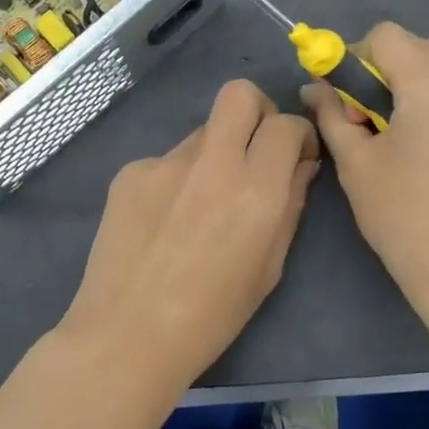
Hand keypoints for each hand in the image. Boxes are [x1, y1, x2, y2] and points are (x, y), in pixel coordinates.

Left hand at [63, 80, 319, 390]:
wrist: (127, 335)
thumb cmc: (212, 315)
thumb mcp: (269, 266)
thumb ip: (290, 205)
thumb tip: (301, 166)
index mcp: (256, 189)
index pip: (286, 124)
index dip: (298, 134)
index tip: (296, 156)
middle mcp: (213, 162)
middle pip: (240, 93)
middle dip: (258, 111)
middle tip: (256, 148)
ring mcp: (165, 162)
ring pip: (203, 131)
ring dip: (216, 153)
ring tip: (202, 205)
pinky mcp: (131, 171)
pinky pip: (167, 161)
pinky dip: (177, 179)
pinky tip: (165, 222)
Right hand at [303, 23, 428, 331]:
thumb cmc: (407, 218)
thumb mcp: (356, 164)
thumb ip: (332, 116)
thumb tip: (314, 88)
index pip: (386, 36)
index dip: (354, 59)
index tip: (342, 100)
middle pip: (421, 41)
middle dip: (385, 63)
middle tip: (368, 108)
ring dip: (424, 64)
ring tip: (401, 108)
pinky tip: (425, 128)